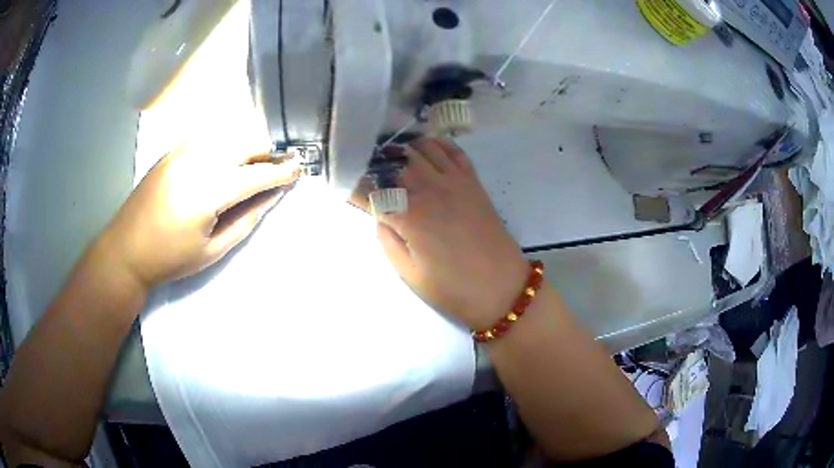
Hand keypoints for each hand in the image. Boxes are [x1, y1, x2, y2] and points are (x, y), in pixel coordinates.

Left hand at [98, 145, 299, 288]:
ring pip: (227, 135)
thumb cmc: (170, 259)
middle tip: (278, 166)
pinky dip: (225, 144)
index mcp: (206, 192)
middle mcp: (196, 162)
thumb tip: (270, 197)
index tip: (299, 169)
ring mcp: (182, 152)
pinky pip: (208, 138)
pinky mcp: (172, 151)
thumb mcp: (212, 250)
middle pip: (244, 142)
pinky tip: (225, 160)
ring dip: (247, 146)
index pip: (254, 174)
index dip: (280, 172)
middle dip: (266, 152)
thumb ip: (245, 220)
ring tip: (253, 164)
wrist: (126, 249)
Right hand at [370, 138, 527, 328]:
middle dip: (377, 164)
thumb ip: (387, 240)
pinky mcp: (473, 181)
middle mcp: (430, 190)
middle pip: (396, 162)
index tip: (344, 183)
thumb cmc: (452, 287)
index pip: (373, 191)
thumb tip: (380, 213)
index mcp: (410, 215)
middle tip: (368, 171)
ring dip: (404, 150)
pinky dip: (436, 144)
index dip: (355, 186)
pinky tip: (426, 151)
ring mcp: (454, 181)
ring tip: (394, 160)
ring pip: (423, 148)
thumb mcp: (409, 273)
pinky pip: (453, 151)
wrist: (501, 287)